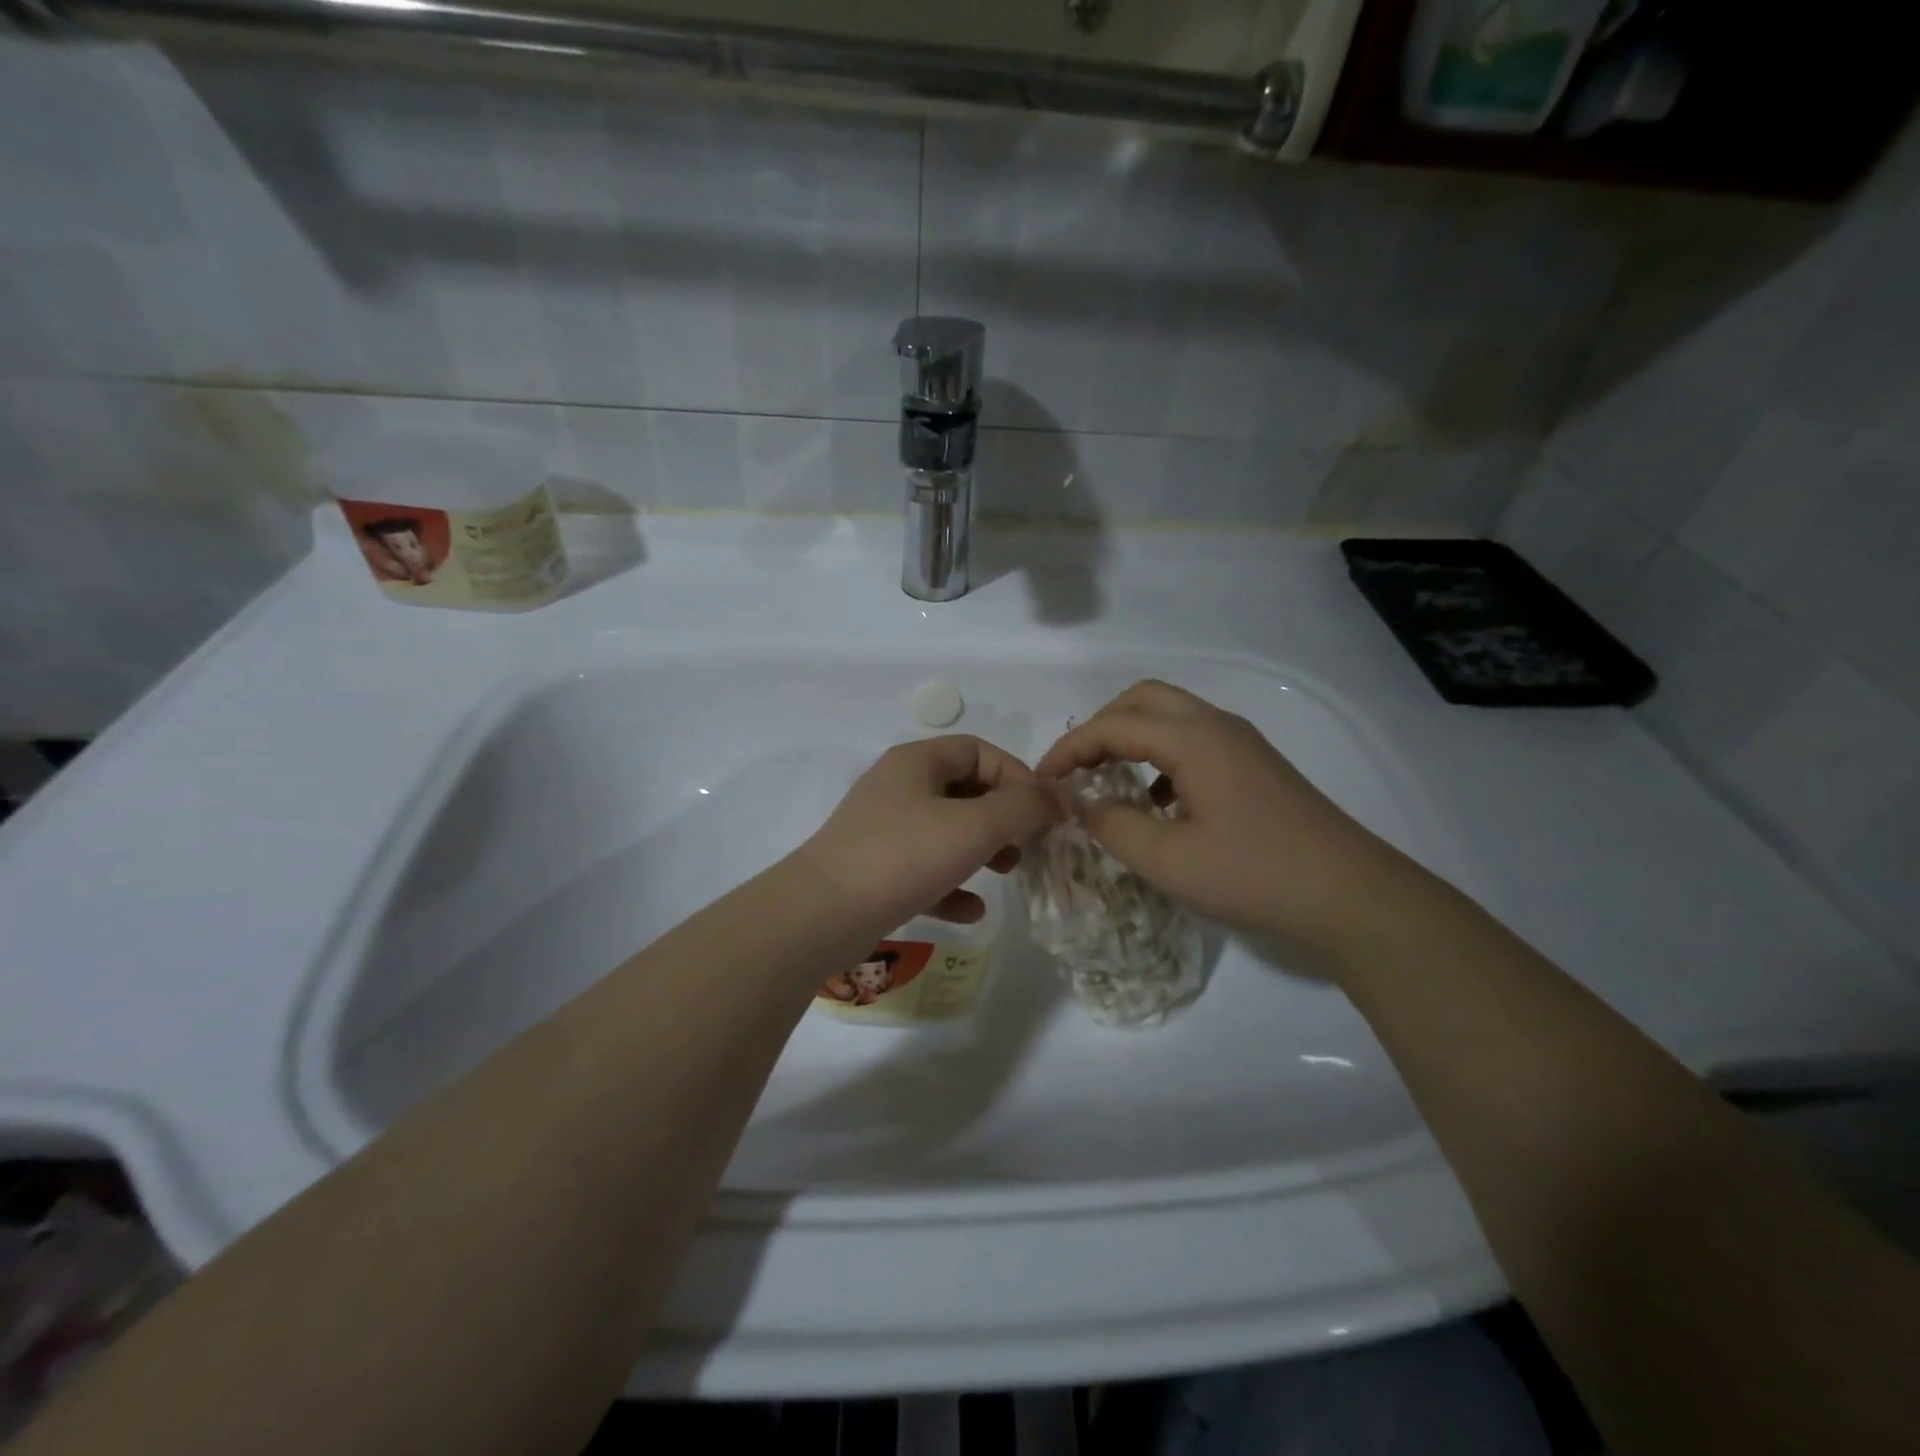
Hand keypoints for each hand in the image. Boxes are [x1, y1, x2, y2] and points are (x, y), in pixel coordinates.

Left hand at [794, 736, 1063, 936]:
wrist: (822, 914)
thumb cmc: (903, 856)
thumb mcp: (974, 826)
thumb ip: (1023, 807)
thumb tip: (1058, 796)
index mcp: (917, 763)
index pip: (979, 751)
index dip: (1018, 775)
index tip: (1043, 811)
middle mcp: (898, 788)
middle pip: (964, 790)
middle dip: (1003, 816)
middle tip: (1027, 843)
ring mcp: (883, 830)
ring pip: (946, 831)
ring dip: (982, 849)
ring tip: (1008, 872)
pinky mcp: (875, 871)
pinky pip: (924, 870)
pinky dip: (952, 885)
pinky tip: (972, 911)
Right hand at [1035, 681, 1419, 958]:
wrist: (1351, 895)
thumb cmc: (1253, 874)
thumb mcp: (1167, 860)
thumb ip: (1113, 826)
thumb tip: (1082, 804)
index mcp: (1193, 739)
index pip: (1113, 725)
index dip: (1069, 748)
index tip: (1042, 780)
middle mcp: (1217, 726)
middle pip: (1144, 699)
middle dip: (1101, 727)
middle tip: (1078, 769)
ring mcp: (1241, 744)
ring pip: (1172, 717)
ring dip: (1133, 739)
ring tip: (1110, 783)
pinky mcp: (1256, 766)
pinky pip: (1195, 741)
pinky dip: (1162, 757)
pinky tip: (1159, 803)